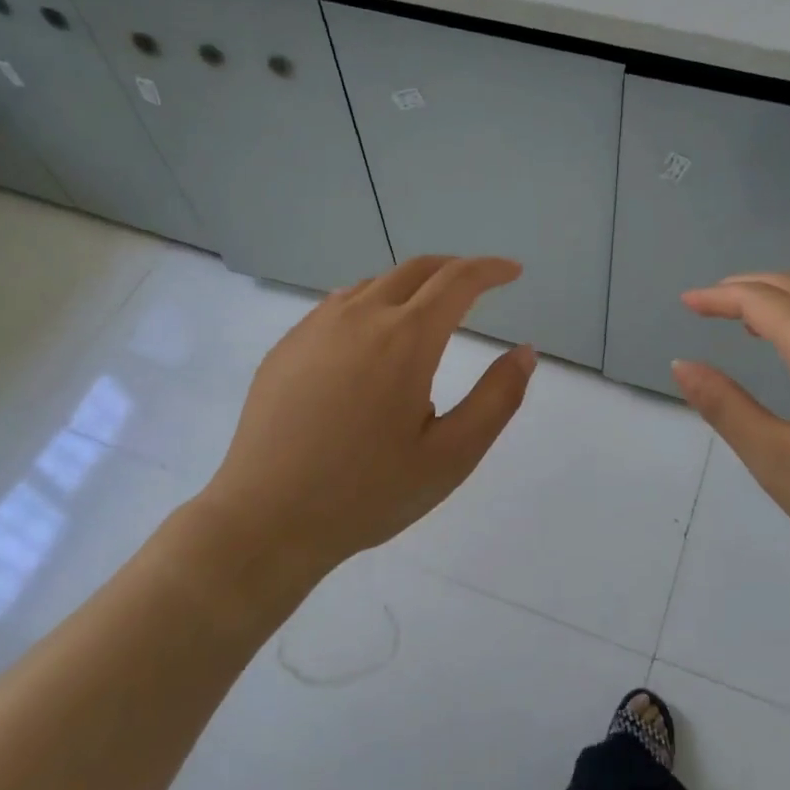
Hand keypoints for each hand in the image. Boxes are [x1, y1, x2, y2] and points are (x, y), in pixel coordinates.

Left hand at [202, 256, 535, 576]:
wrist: (265, 520)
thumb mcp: (451, 456)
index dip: (490, 270)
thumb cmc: (367, 493)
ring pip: (374, 284)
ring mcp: (315, 328)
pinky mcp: (287, 347)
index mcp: (405, 339)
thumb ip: (497, 399)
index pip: (457, 281)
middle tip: (478, 285)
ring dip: (411, 286)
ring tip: (428, 314)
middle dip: (454, 269)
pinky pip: (338, 306)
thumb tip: (525, 351)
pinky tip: (371, 340)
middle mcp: (359, 317)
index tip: (512, 271)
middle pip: (416, 270)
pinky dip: (371, 304)